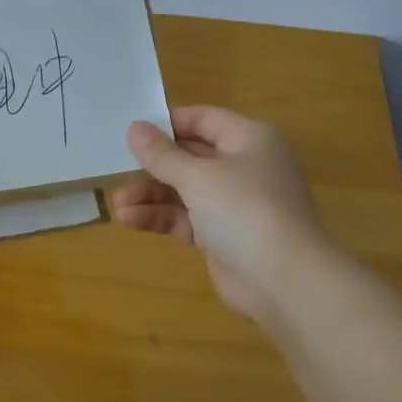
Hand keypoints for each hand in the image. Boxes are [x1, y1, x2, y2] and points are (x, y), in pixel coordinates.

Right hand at [112, 106, 329, 319]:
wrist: (285, 282)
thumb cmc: (245, 211)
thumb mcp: (198, 177)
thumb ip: (162, 154)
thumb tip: (135, 128)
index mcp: (249, 140)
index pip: (203, 119)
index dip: (167, 123)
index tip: (131, 131)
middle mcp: (244, 167)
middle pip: (190, 156)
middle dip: (153, 165)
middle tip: (116, 169)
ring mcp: (234, 204)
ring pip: (184, 190)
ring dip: (150, 195)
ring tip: (118, 204)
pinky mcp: (222, 236)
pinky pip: (185, 218)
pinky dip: (160, 217)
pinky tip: (130, 220)